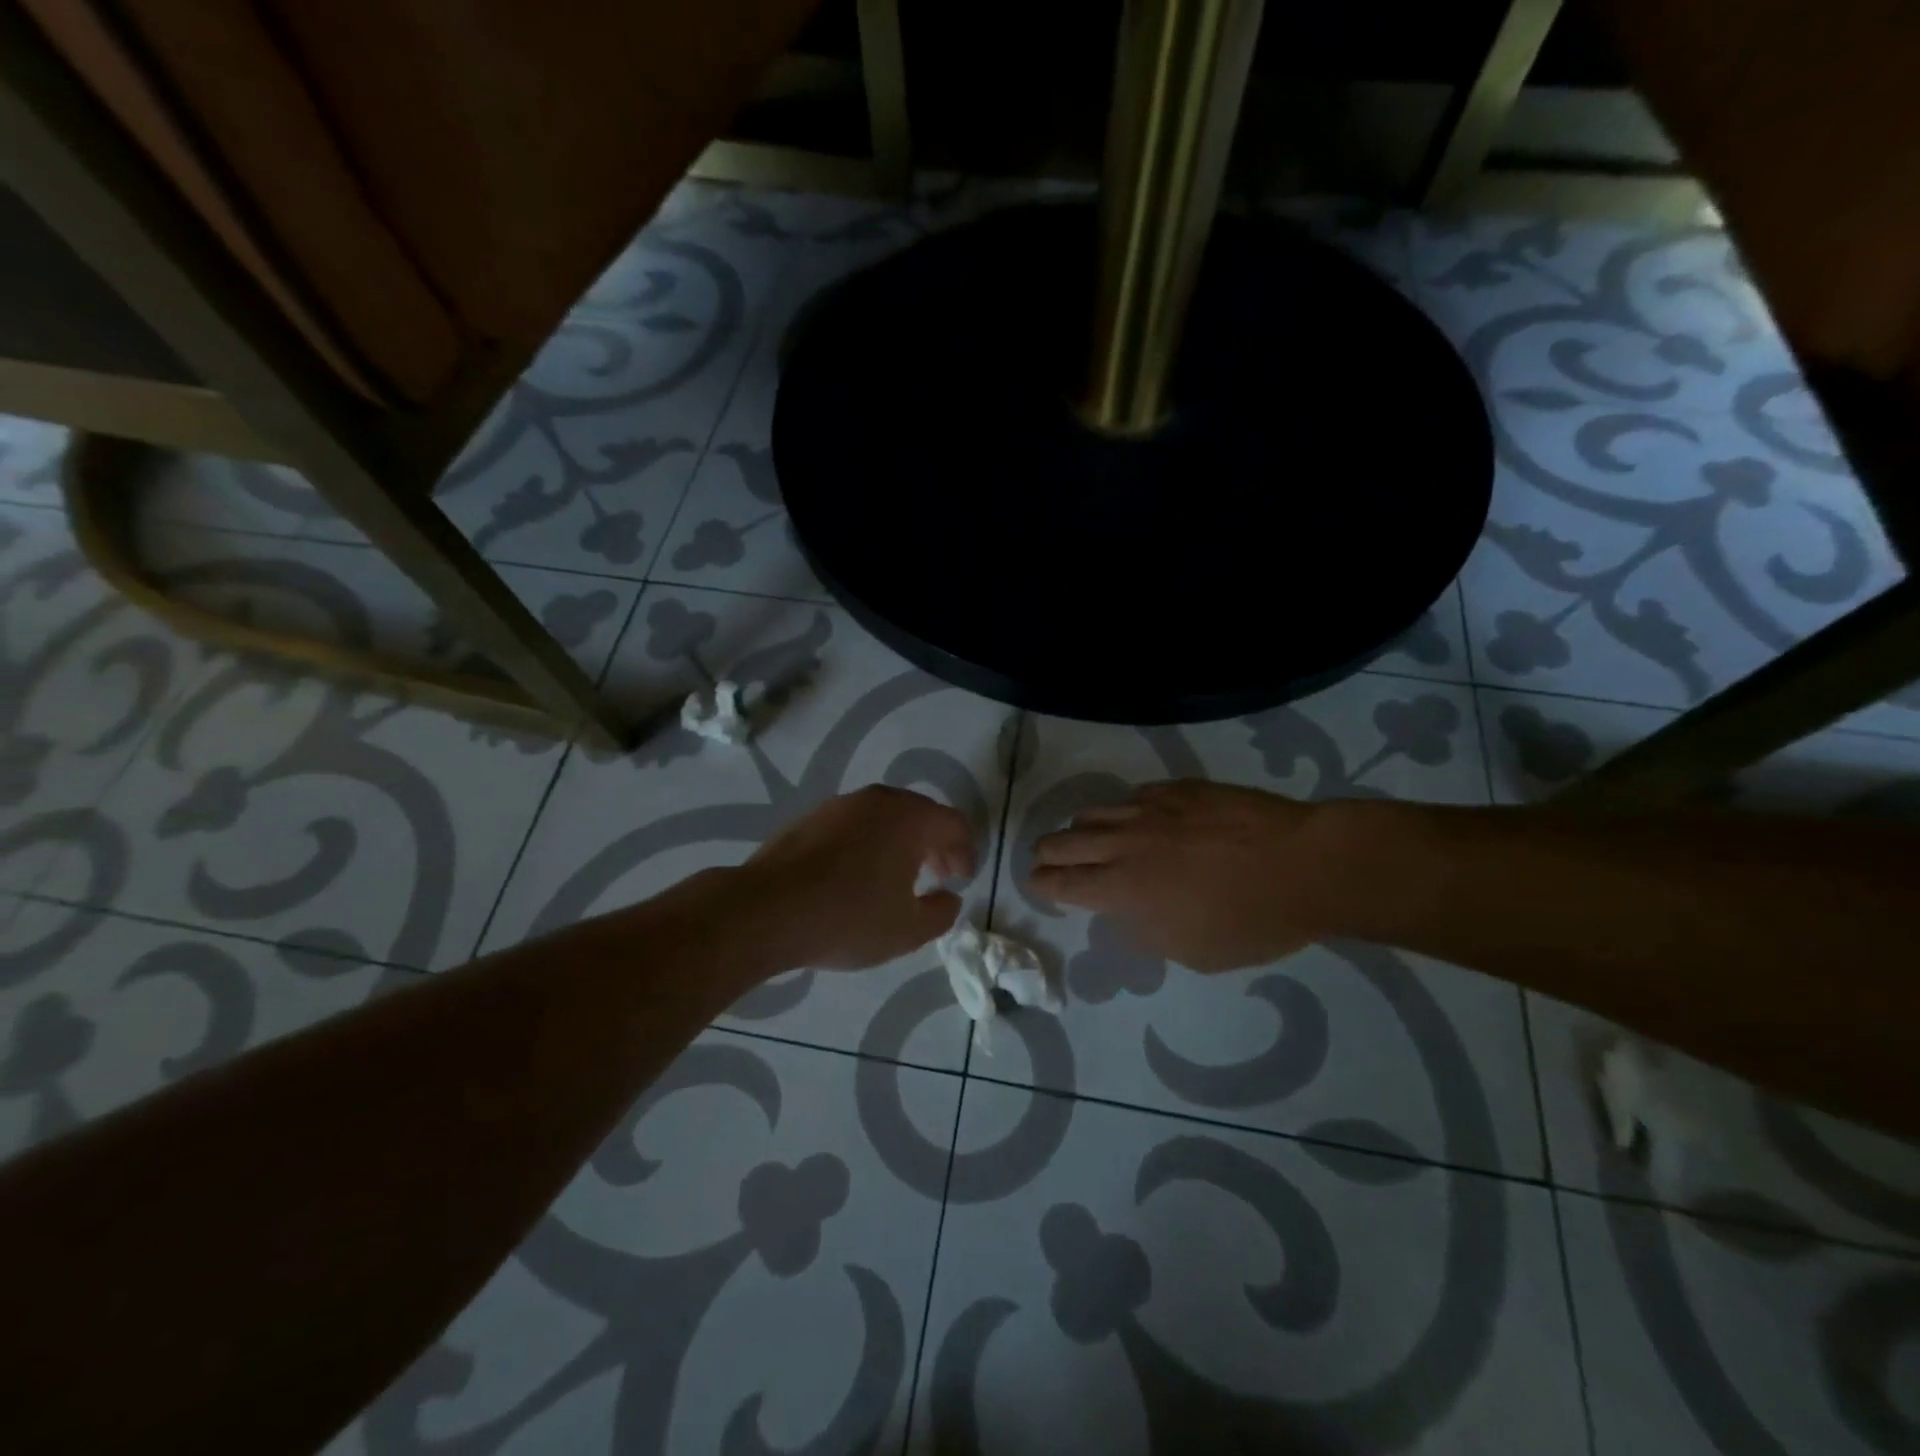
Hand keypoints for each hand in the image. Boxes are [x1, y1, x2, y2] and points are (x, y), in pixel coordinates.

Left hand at [740, 786, 976, 970]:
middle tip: (938, 875)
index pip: (954, 824)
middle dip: (935, 844)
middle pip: (921, 814)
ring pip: (885, 816)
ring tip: (898, 876)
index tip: (961, 880)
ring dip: (901, 842)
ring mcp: (840, 805)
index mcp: (910, 818)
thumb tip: (949, 897)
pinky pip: (855, 824)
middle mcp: (878, 800)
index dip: (965, 852)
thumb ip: (941, 912)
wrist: (765, 910)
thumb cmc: (848, 918)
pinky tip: (857, 874)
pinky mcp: (811, 817)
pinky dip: (869, 842)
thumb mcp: (908, 931)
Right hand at [1029, 780, 1340, 971]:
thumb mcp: (1192, 952)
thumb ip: (1146, 931)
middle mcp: (1125, 843)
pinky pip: (1132, 796)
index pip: (1060, 881)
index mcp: (1123, 888)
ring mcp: (1150, 809)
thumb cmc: (1251, 922)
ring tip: (1090, 840)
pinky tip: (1140, 821)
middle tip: (1048, 862)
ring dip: (1081, 830)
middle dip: (1046, 854)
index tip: (1038, 884)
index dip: (1042, 884)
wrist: (1305, 865)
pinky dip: (1124, 812)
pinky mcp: (1176, 788)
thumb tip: (1126, 912)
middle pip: (1062, 840)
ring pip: (1092, 812)